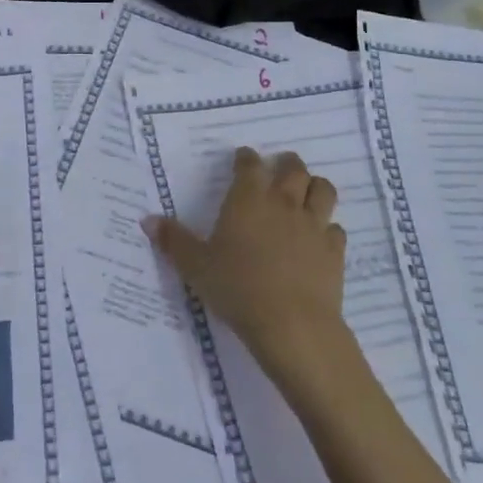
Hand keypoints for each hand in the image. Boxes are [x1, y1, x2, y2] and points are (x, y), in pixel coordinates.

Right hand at [142, 147, 350, 391]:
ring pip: (323, 191)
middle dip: (286, 163)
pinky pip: (335, 229)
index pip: (250, 164)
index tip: (243, 158)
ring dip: (315, 186)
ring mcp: (313, 225)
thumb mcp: (195, 267)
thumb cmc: (237, 288)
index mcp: (249, 199)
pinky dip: (328, 228)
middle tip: (280, 167)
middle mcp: (284, 203)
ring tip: (307, 192)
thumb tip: (147, 220)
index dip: (246, 158)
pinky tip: (320, 238)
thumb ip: (173, 241)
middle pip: (293, 169)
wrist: (291, 323)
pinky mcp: (334, 251)